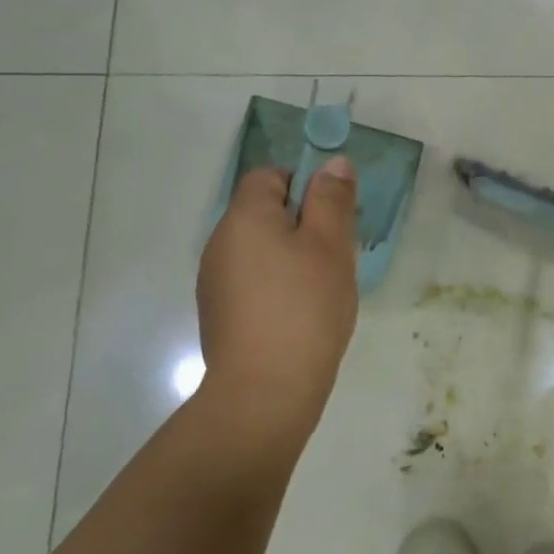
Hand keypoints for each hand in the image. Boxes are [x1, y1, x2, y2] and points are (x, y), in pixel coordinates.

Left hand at [195, 159, 359, 433]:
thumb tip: (333, 163)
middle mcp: (220, 243)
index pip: (269, 176)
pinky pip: (254, 281)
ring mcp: (216, 282)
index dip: (305, 184)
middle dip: (303, 224)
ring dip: (292, 257)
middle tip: (337, 254)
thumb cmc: (305, 307)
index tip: (334, 215)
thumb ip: (332, 200)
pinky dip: (278, 286)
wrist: (266, 390)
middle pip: (264, 213)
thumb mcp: (330, 245)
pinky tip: (301, 314)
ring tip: (323, 288)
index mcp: (245, 218)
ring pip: (261, 249)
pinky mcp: (220, 314)